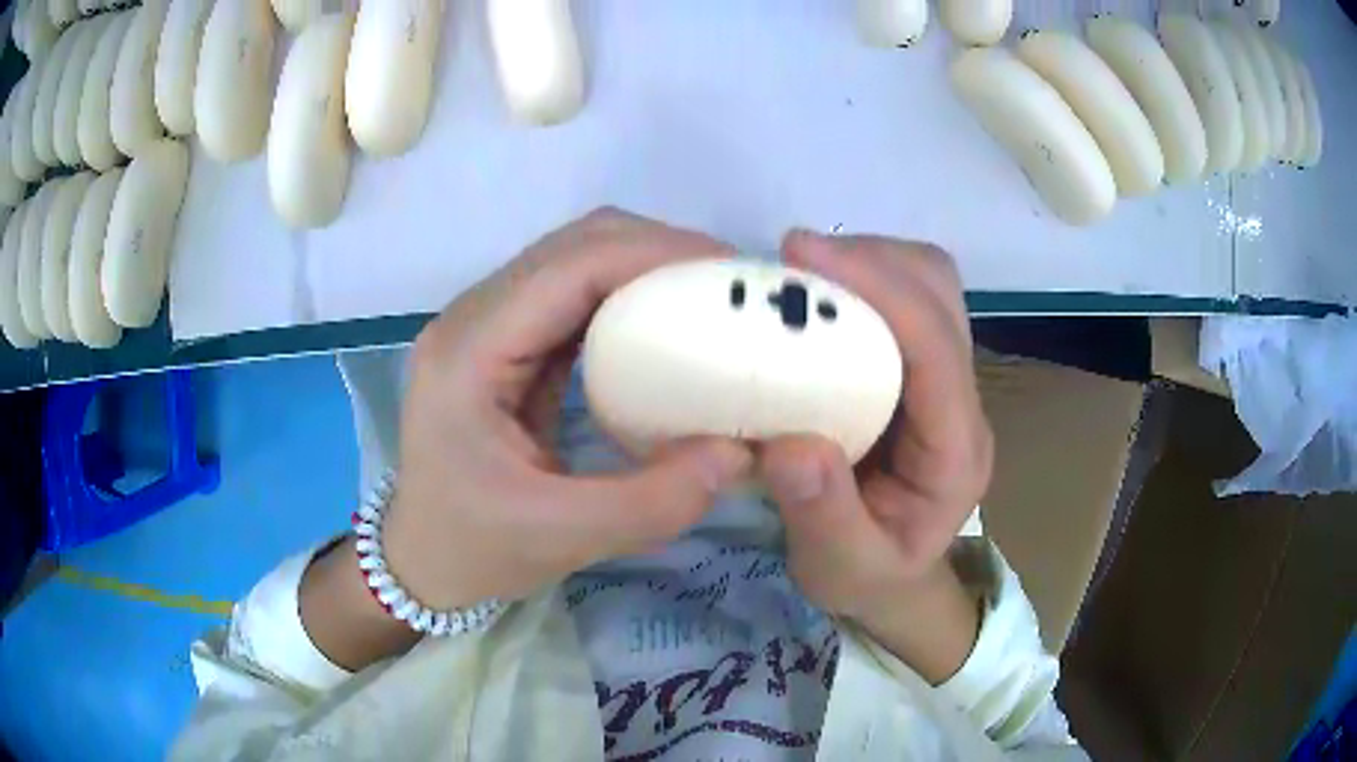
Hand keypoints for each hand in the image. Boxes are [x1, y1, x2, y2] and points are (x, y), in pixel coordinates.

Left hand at [384, 209, 752, 609]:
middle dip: (657, 250)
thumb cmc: (473, 550)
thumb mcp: (563, 538)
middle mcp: (472, 319)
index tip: (730, 274)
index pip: (568, 267)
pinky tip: (665, 326)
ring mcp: (485, 325)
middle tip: (729, 286)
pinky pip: (572, 295)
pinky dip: (625, 296)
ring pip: (574, 259)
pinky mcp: (504, 342)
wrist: (421, 559)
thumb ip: (654, 502)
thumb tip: (739, 452)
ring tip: (706, 298)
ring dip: (643, 266)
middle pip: (572, 244)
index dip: (653, 253)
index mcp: (468, 353)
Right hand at [758, 230, 992, 680]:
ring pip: (928, 285)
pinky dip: (859, 282)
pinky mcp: (918, 373)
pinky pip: (900, 301)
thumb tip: (790, 444)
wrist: (893, 578)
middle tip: (796, 263)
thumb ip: (823, 516)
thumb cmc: (871, 577)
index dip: (881, 289)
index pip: (936, 348)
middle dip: (875, 261)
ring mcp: (945, 381)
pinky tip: (815, 304)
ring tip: (802, 277)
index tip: (803, 255)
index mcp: (956, 451)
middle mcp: (962, 402)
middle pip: (942, 294)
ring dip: (867, 264)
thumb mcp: (841, 568)